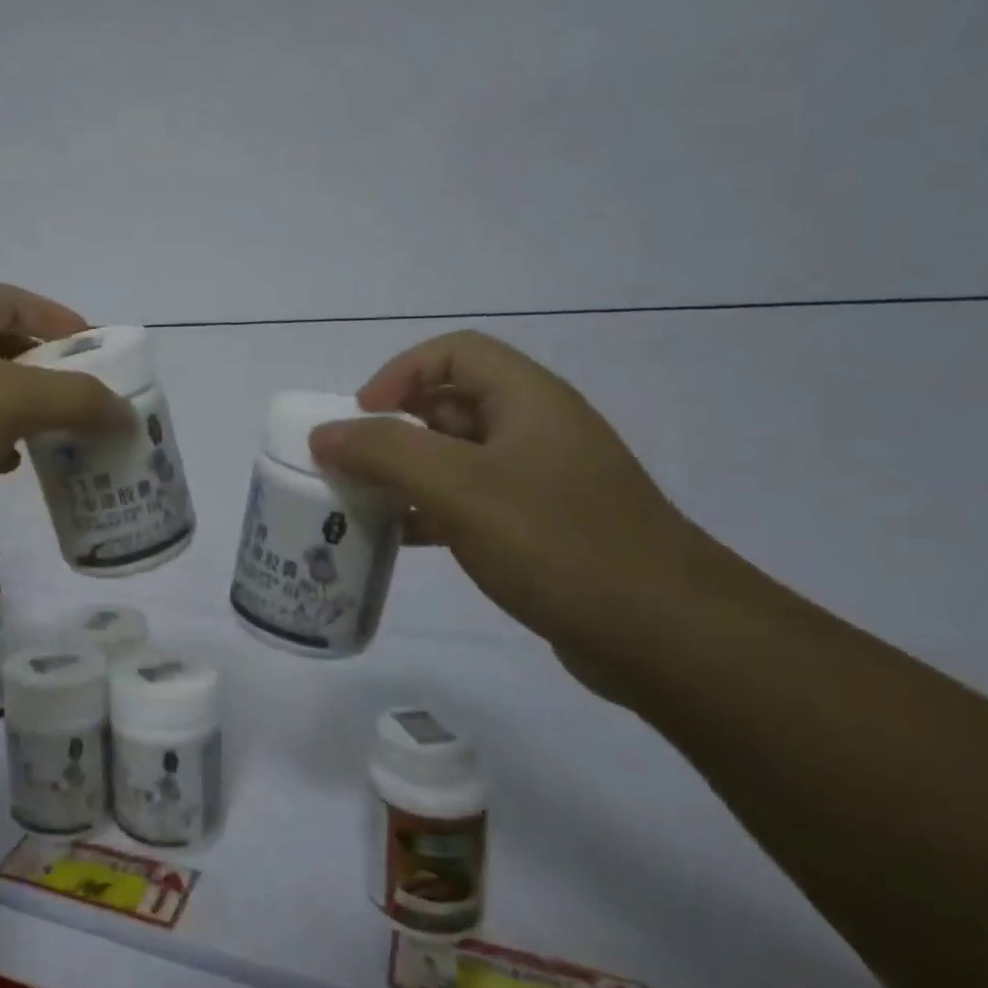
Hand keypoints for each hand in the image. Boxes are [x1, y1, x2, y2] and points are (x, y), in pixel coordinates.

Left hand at [0, 283, 132, 512]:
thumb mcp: (8, 401)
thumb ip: (76, 400)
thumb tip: (127, 414)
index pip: (19, 302)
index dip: (64, 325)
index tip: (102, 358)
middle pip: (0, 347)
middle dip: (46, 375)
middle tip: (85, 407)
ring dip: (17, 413)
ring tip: (53, 442)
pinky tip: (1, 469)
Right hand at [310, 331, 718, 655]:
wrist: (664, 634)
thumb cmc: (559, 543)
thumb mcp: (461, 487)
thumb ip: (385, 452)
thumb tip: (323, 433)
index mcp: (527, 401)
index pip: (455, 353)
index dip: (400, 372)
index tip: (360, 415)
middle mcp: (534, 432)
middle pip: (450, 405)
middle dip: (393, 428)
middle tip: (349, 464)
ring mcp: (538, 484)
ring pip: (455, 460)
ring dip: (404, 474)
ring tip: (360, 503)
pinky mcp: (537, 530)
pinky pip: (468, 504)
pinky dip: (428, 512)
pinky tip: (399, 540)